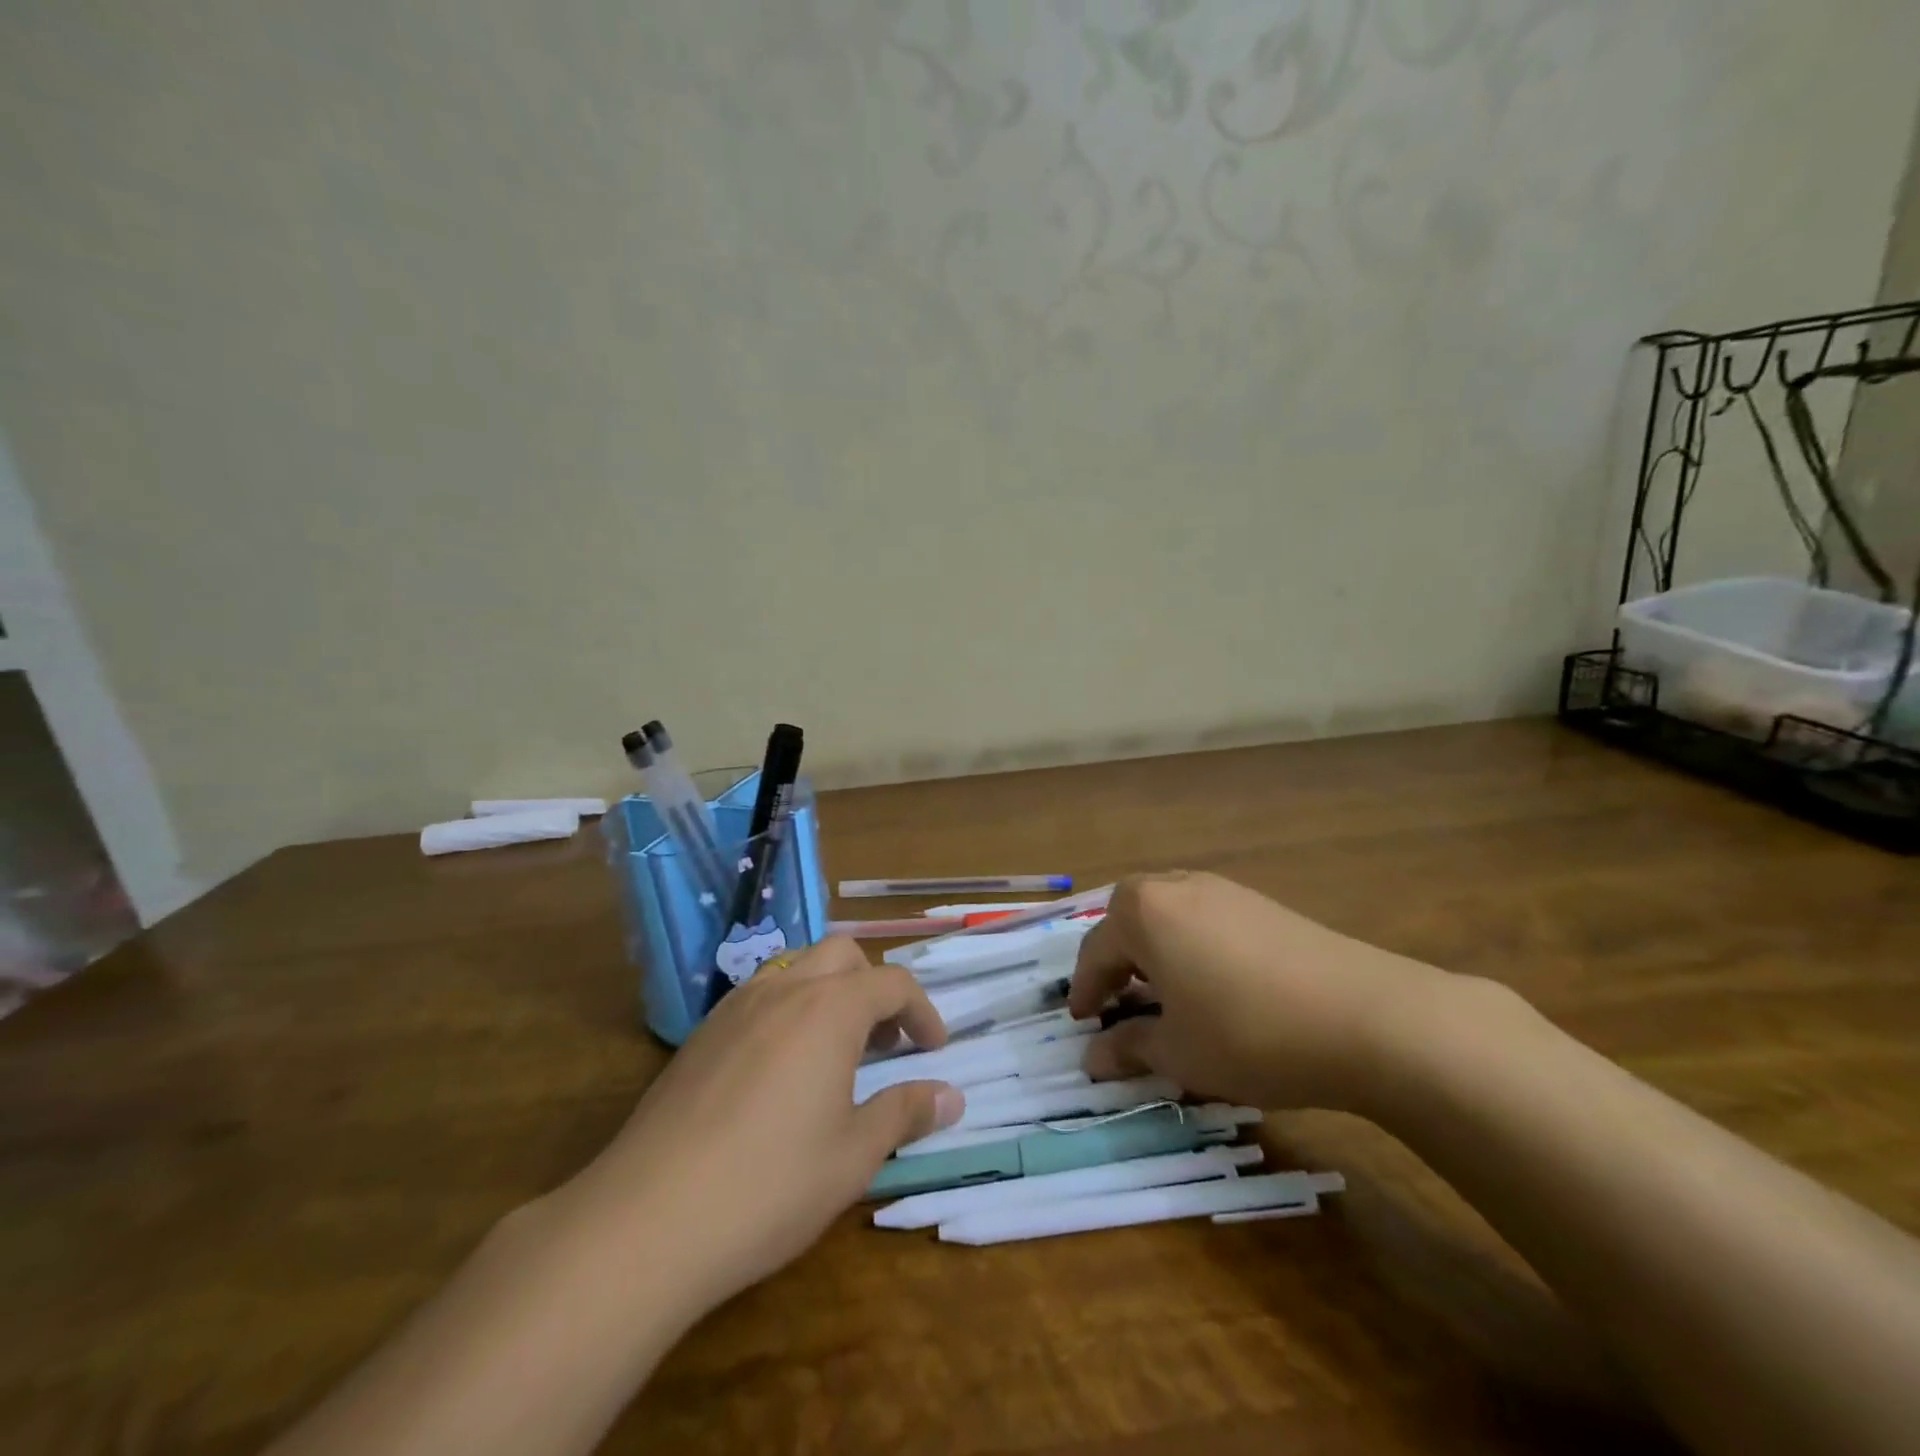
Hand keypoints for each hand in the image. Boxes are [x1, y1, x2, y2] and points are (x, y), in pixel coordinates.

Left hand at [558, 937, 963, 1311]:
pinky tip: (780, 1070)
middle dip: (874, 987)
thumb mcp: (853, 1156)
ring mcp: (736, 1007)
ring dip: (829, 993)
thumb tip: (951, 1095)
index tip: (934, 1049)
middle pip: (843, 956)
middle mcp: (785, 990)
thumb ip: (904, 1113)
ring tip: (835, 1052)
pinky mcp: (702, 1033)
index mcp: (830, 1009)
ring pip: (797, 968)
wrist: (647, 1219)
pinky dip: (788, 1010)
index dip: (922, 1011)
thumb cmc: (770, 1185)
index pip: (892, 983)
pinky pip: (760, 996)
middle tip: (885, 1042)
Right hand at [1068, 871, 1450, 1113]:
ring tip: (1164, 996)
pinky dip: (1191, 947)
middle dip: (1116, 961)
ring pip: (1168, 915)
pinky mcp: (1263, 904)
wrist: (1369, 1018)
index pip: (1095, 950)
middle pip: (1128, 919)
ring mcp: (1224, 890)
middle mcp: (1177, 886)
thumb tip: (1092, 1058)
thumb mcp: (1179, 1052)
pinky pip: (1205, 919)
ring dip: (1154, 952)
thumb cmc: (1249, 1032)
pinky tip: (1214, 986)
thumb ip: (1128, 1048)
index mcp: (1144, 912)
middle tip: (1116, 1004)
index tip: (1081, 1023)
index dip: (1084, 991)